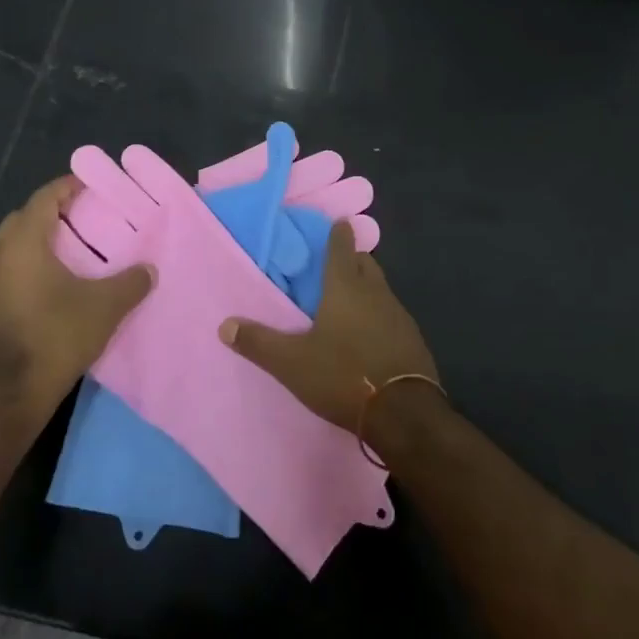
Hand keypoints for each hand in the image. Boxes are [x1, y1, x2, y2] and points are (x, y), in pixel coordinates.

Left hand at [0, 177, 152, 409]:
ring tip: (67, 251)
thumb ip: (131, 282)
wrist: (10, 392)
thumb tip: (149, 270)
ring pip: (10, 248)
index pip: (44, 199)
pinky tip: (47, 288)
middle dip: (49, 213)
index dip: (66, 187)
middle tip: (79, 216)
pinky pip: (5, 274)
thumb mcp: (105, 307)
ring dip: (35, 242)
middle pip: (22, 219)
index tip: (87, 184)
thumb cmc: (57, 335)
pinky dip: (26, 269)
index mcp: (24, 243)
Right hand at [219, 221, 437, 441]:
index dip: (338, 234)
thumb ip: (259, 343)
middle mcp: (376, 294)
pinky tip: (371, 335)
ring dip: (367, 288)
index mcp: (346, 288)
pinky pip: (393, 317)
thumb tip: (224, 325)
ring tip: (350, 300)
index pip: (342, 248)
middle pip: (366, 264)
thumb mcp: (292, 363)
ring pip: (381, 290)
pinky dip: (381, 316)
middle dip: (353, 258)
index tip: (338, 223)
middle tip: (337, 263)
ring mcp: (400, 317)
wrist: (405, 414)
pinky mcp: (414, 341)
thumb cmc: (344, 375)